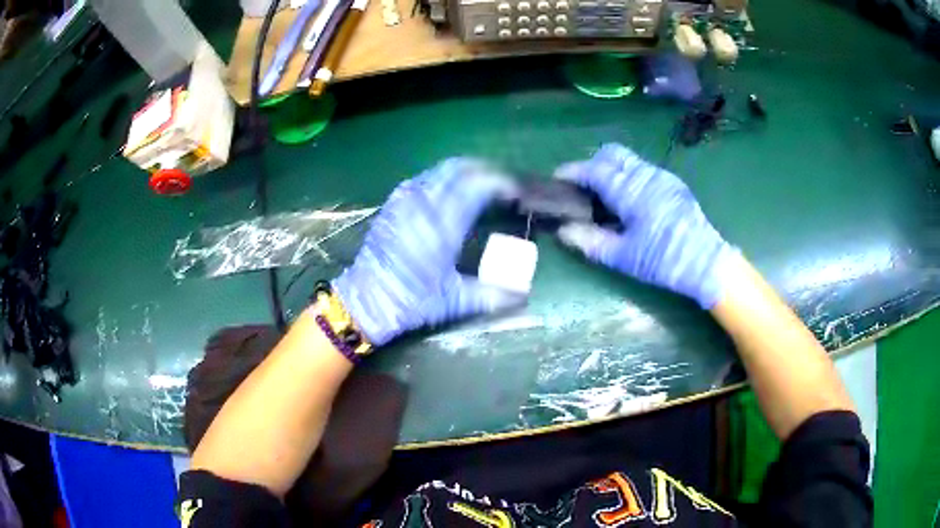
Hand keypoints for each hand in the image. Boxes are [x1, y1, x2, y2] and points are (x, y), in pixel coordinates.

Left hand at [334, 159, 524, 345]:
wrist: (365, 301)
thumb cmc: (410, 301)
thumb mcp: (453, 301)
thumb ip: (491, 294)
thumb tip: (524, 295)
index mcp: (441, 225)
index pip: (478, 186)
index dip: (502, 183)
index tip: (517, 192)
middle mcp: (423, 204)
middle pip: (460, 169)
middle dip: (486, 171)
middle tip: (503, 185)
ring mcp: (405, 200)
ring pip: (441, 170)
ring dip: (466, 171)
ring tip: (483, 184)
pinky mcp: (393, 204)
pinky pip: (424, 178)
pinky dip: (445, 177)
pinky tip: (452, 191)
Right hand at [555, 143, 736, 308]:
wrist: (707, 263)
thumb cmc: (663, 261)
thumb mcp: (624, 257)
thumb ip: (590, 241)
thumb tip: (562, 231)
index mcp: (631, 190)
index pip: (594, 169)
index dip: (572, 172)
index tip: (556, 179)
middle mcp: (646, 174)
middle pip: (611, 154)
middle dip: (592, 164)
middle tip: (582, 187)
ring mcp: (662, 176)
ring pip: (628, 159)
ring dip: (611, 169)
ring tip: (603, 195)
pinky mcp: (673, 184)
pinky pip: (643, 169)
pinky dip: (628, 176)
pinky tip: (628, 201)